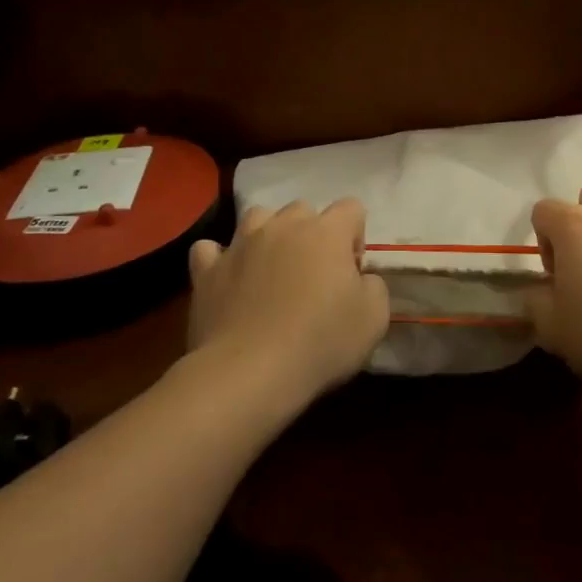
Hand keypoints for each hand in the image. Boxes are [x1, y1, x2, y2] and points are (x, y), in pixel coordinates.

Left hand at [187, 199, 389, 404]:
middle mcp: (283, 226)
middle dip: (312, 234)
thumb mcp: (374, 318)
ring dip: (268, 236)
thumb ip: (373, 285)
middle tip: (313, 276)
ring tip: (271, 270)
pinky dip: (219, 259)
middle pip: (303, 210)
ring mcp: (240, 244)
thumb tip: (359, 278)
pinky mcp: (207, 270)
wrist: (249, 373)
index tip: (351, 273)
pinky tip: (227, 278)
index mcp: (327, 232)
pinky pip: (210, 249)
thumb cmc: (321, 342)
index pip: (351, 208)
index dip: (355, 238)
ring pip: (257, 217)